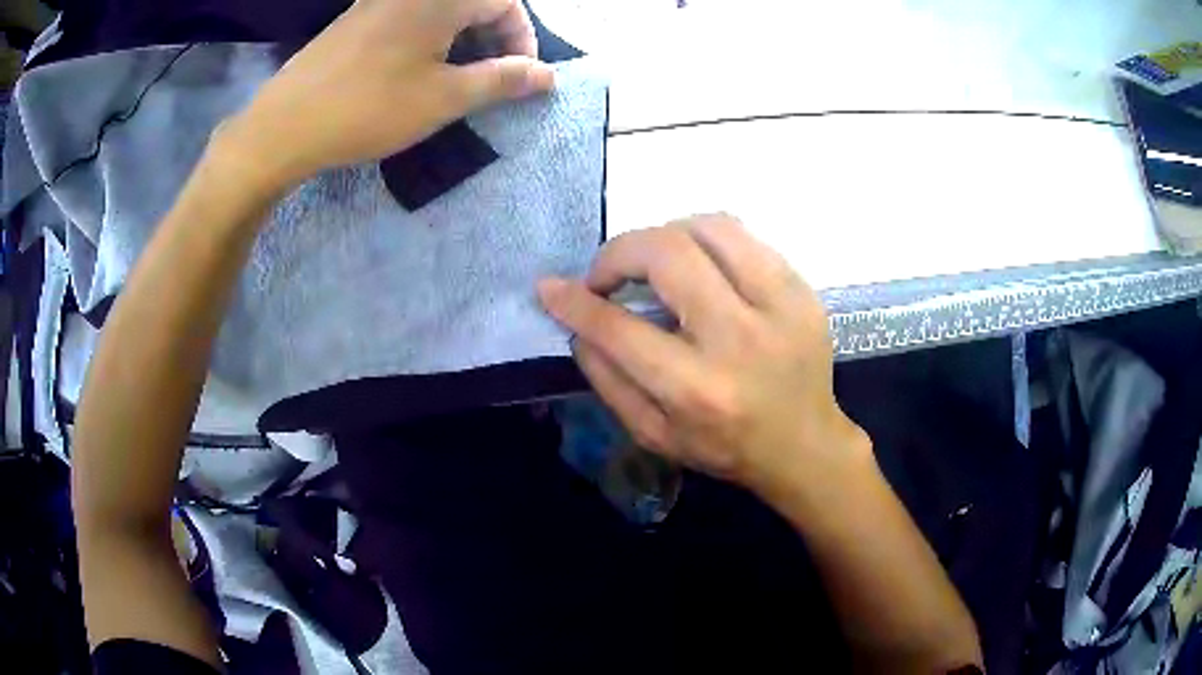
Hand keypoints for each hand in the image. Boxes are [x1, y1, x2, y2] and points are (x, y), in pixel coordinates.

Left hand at [220, 0, 552, 190]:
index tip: (520, 76)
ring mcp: (378, 2)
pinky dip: (428, 39)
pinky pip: (408, 17)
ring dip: (461, 39)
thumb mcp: (443, 99)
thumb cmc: (367, 109)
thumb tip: (548, 75)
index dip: (523, 38)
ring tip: (454, 81)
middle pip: (473, 2)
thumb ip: (501, 80)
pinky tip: (415, 72)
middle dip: (493, 38)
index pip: (505, 2)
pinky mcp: (355, 19)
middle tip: (489, 80)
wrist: (282, 127)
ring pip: (440, 11)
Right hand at [538, 215, 870, 498]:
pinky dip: (706, 241)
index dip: (575, 302)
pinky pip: (744, 237)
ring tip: (653, 263)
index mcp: (697, 389)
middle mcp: (739, 339)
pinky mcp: (803, 290)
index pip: (620, 328)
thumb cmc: (723, 447)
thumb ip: (608, 379)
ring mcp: (780, 307)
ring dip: (666, 235)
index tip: (552, 287)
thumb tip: (577, 323)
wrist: (803, 444)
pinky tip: (699, 267)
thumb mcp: (653, 434)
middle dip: (620, 253)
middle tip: (608, 275)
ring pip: (711, 227)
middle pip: (668, 254)